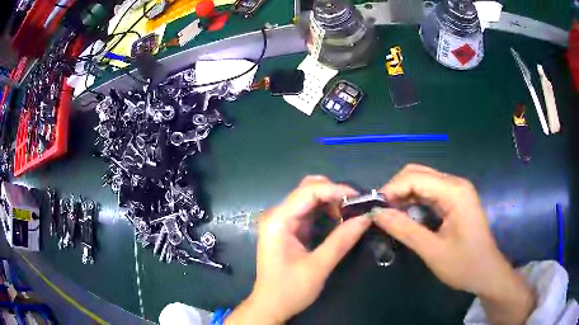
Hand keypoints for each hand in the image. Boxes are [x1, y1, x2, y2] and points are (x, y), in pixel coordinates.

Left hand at [227, 176, 370, 323]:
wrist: (270, 306)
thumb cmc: (289, 290)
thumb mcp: (318, 267)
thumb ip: (341, 240)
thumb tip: (366, 217)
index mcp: (278, 221)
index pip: (308, 191)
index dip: (335, 189)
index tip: (360, 198)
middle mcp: (277, 215)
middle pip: (308, 190)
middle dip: (334, 193)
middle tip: (357, 206)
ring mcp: (282, 221)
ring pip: (309, 198)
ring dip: (332, 201)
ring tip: (352, 212)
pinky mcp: (289, 229)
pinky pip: (309, 211)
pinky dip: (326, 211)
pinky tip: (340, 219)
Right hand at [374, 164, 533, 324]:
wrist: (487, 273)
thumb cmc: (464, 265)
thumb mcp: (432, 251)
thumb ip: (404, 229)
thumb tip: (376, 214)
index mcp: (454, 192)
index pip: (415, 178)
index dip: (391, 190)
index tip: (374, 209)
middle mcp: (456, 184)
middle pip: (418, 173)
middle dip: (396, 189)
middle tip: (380, 212)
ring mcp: (457, 191)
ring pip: (423, 181)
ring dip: (404, 195)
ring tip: (389, 214)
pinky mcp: (456, 200)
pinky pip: (430, 192)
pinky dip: (414, 200)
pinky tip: (406, 214)